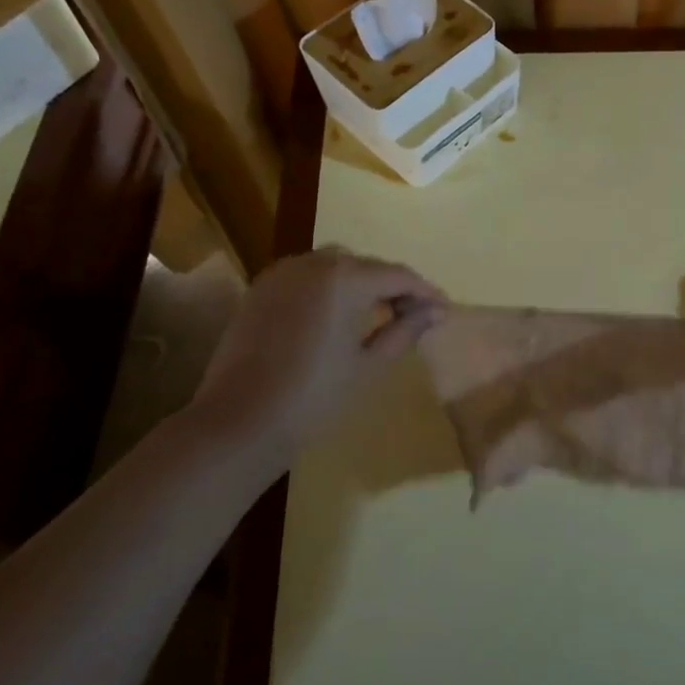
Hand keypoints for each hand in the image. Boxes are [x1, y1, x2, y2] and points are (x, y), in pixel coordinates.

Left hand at [186, 248, 445, 450]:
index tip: (444, 310)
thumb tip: (436, 311)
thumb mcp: (368, 364)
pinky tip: (337, 314)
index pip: (397, 275)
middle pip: (366, 265)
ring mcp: (282, 273)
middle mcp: (314, 263)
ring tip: (377, 313)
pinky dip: (329, 287)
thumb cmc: (314, 396)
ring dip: (360, 282)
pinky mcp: (261, 289)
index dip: (425, 292)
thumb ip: (405, 330)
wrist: (239, 422)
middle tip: (414, 316)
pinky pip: (307, 275)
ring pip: (335, 265)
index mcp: (345, 278)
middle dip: (393, 286)